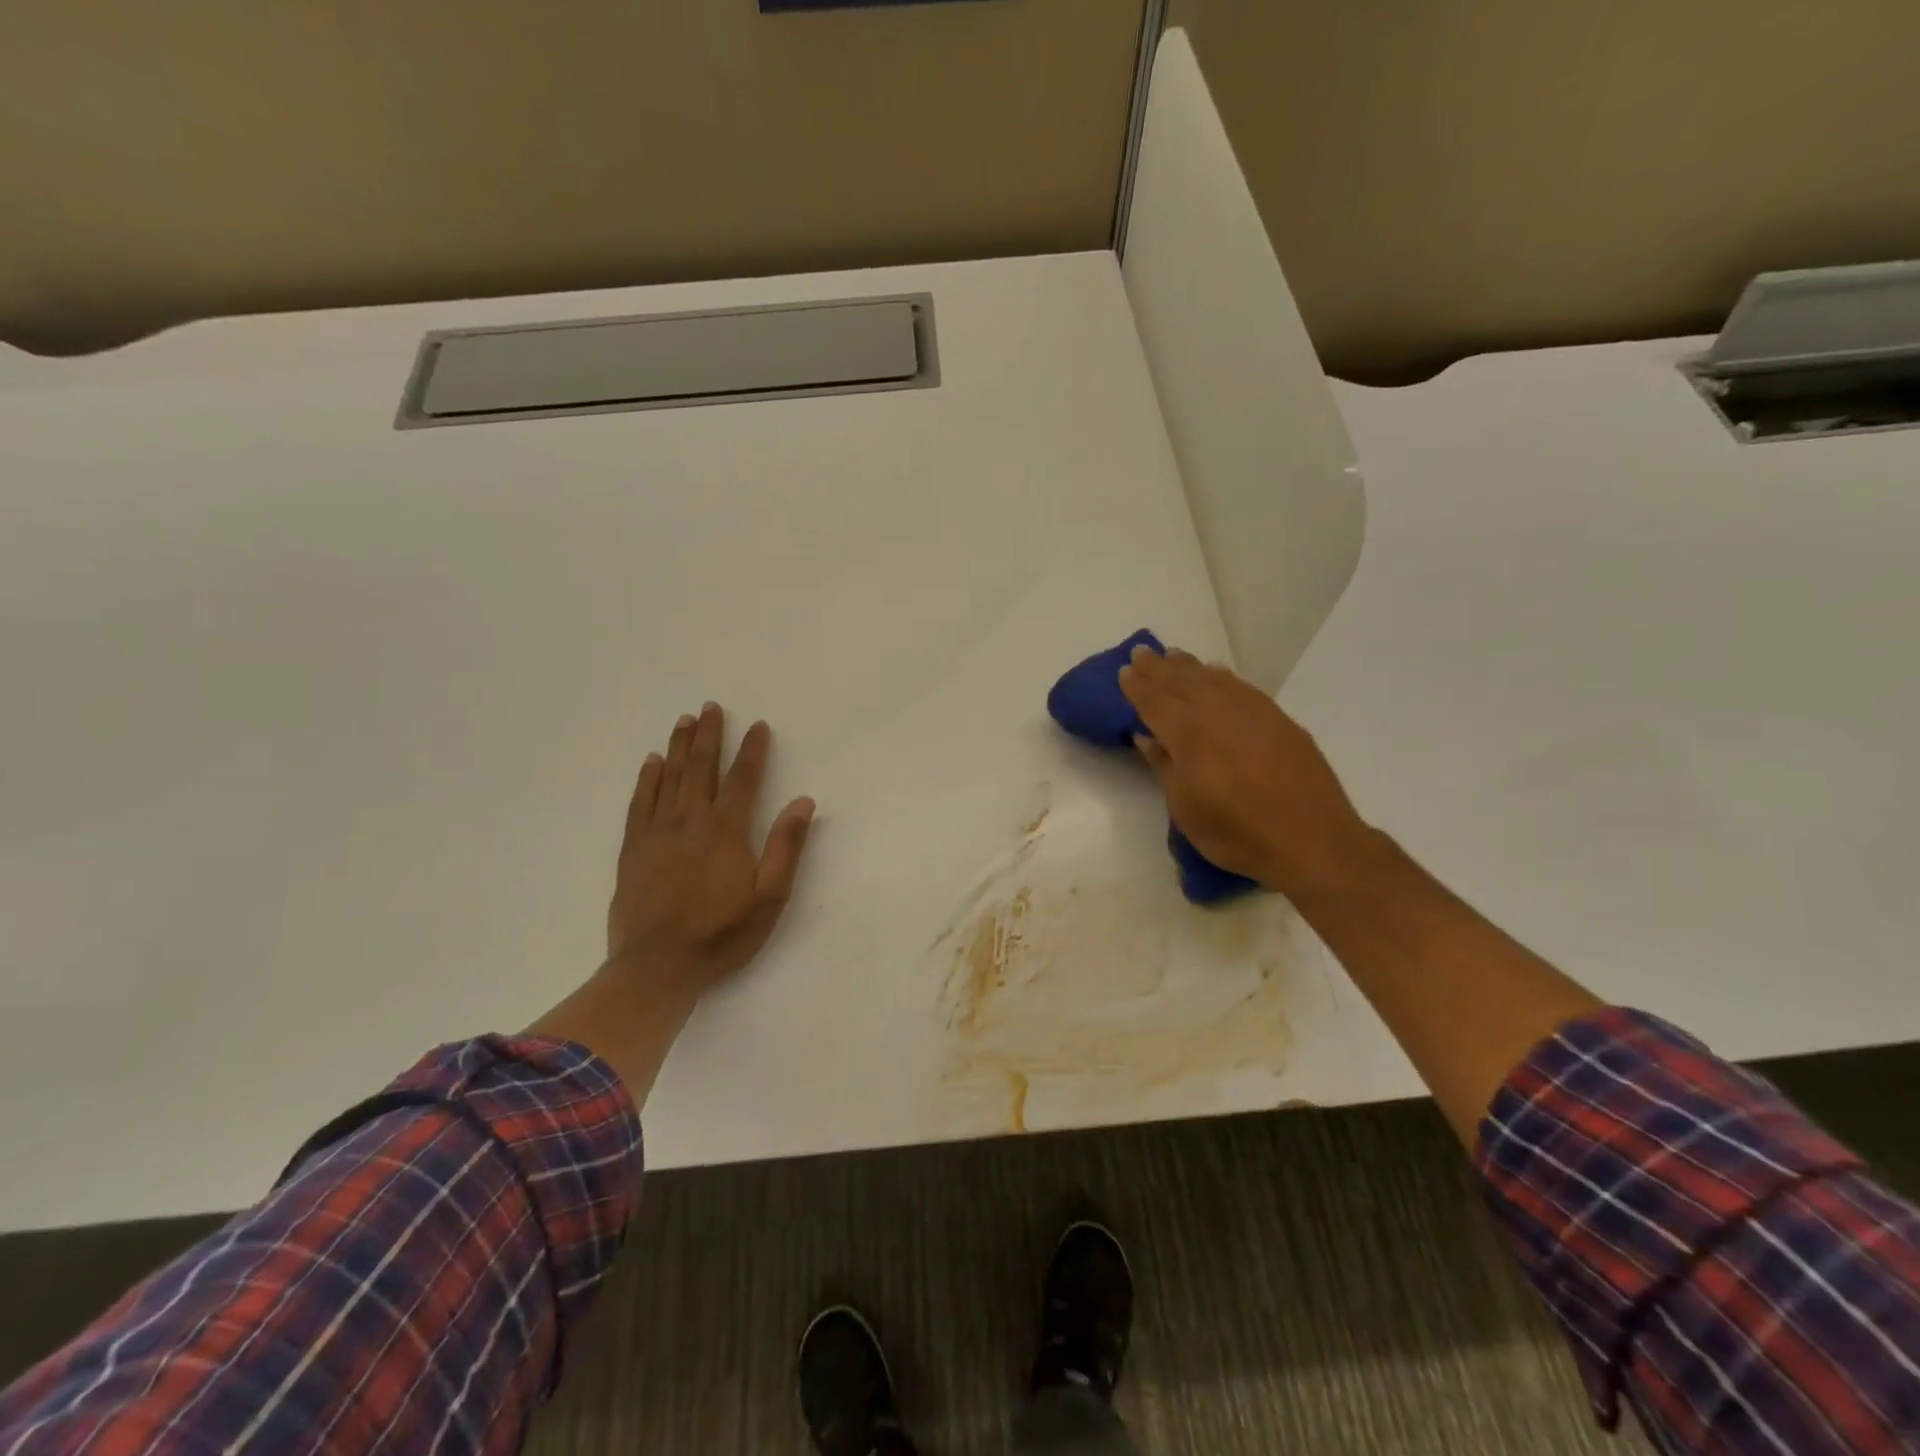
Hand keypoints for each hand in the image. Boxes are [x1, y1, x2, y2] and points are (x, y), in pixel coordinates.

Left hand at [526, 703, 813, 1105]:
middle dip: (709, 736)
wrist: (656, 967)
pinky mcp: (633, 850)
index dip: (752, 750)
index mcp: (727, 831)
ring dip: (679, 747)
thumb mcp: (769, 897)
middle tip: (711, 707)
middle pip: (701, 768)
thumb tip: (804, 801)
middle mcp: (690, 821)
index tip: (758, 726)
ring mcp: (657, 833)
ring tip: (685, 721)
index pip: (742, 779)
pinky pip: (640, 803)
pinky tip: (651, 763)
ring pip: (670, 778)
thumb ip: (786, 846)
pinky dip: (647, 779)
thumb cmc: (722, 934)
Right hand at [1118, 647, 1378, 901]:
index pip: (1154, 701)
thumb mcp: (1186, 809)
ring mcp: (1252, 712)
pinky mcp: (1278, 719)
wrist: (1312, 841)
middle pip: (1181, 681)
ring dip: (1188, 666)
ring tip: (1173, 656)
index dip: (1137, 686)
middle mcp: (1217, 712)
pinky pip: (1240, 686)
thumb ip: (1164, 766)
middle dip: (1158, 667)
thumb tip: (1146, 736)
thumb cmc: (1237, 833)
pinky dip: (1222, 676)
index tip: (1124, 670)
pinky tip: (1216, 673)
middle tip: (1141, 653)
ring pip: (1212, 678)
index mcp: (1188, 734)